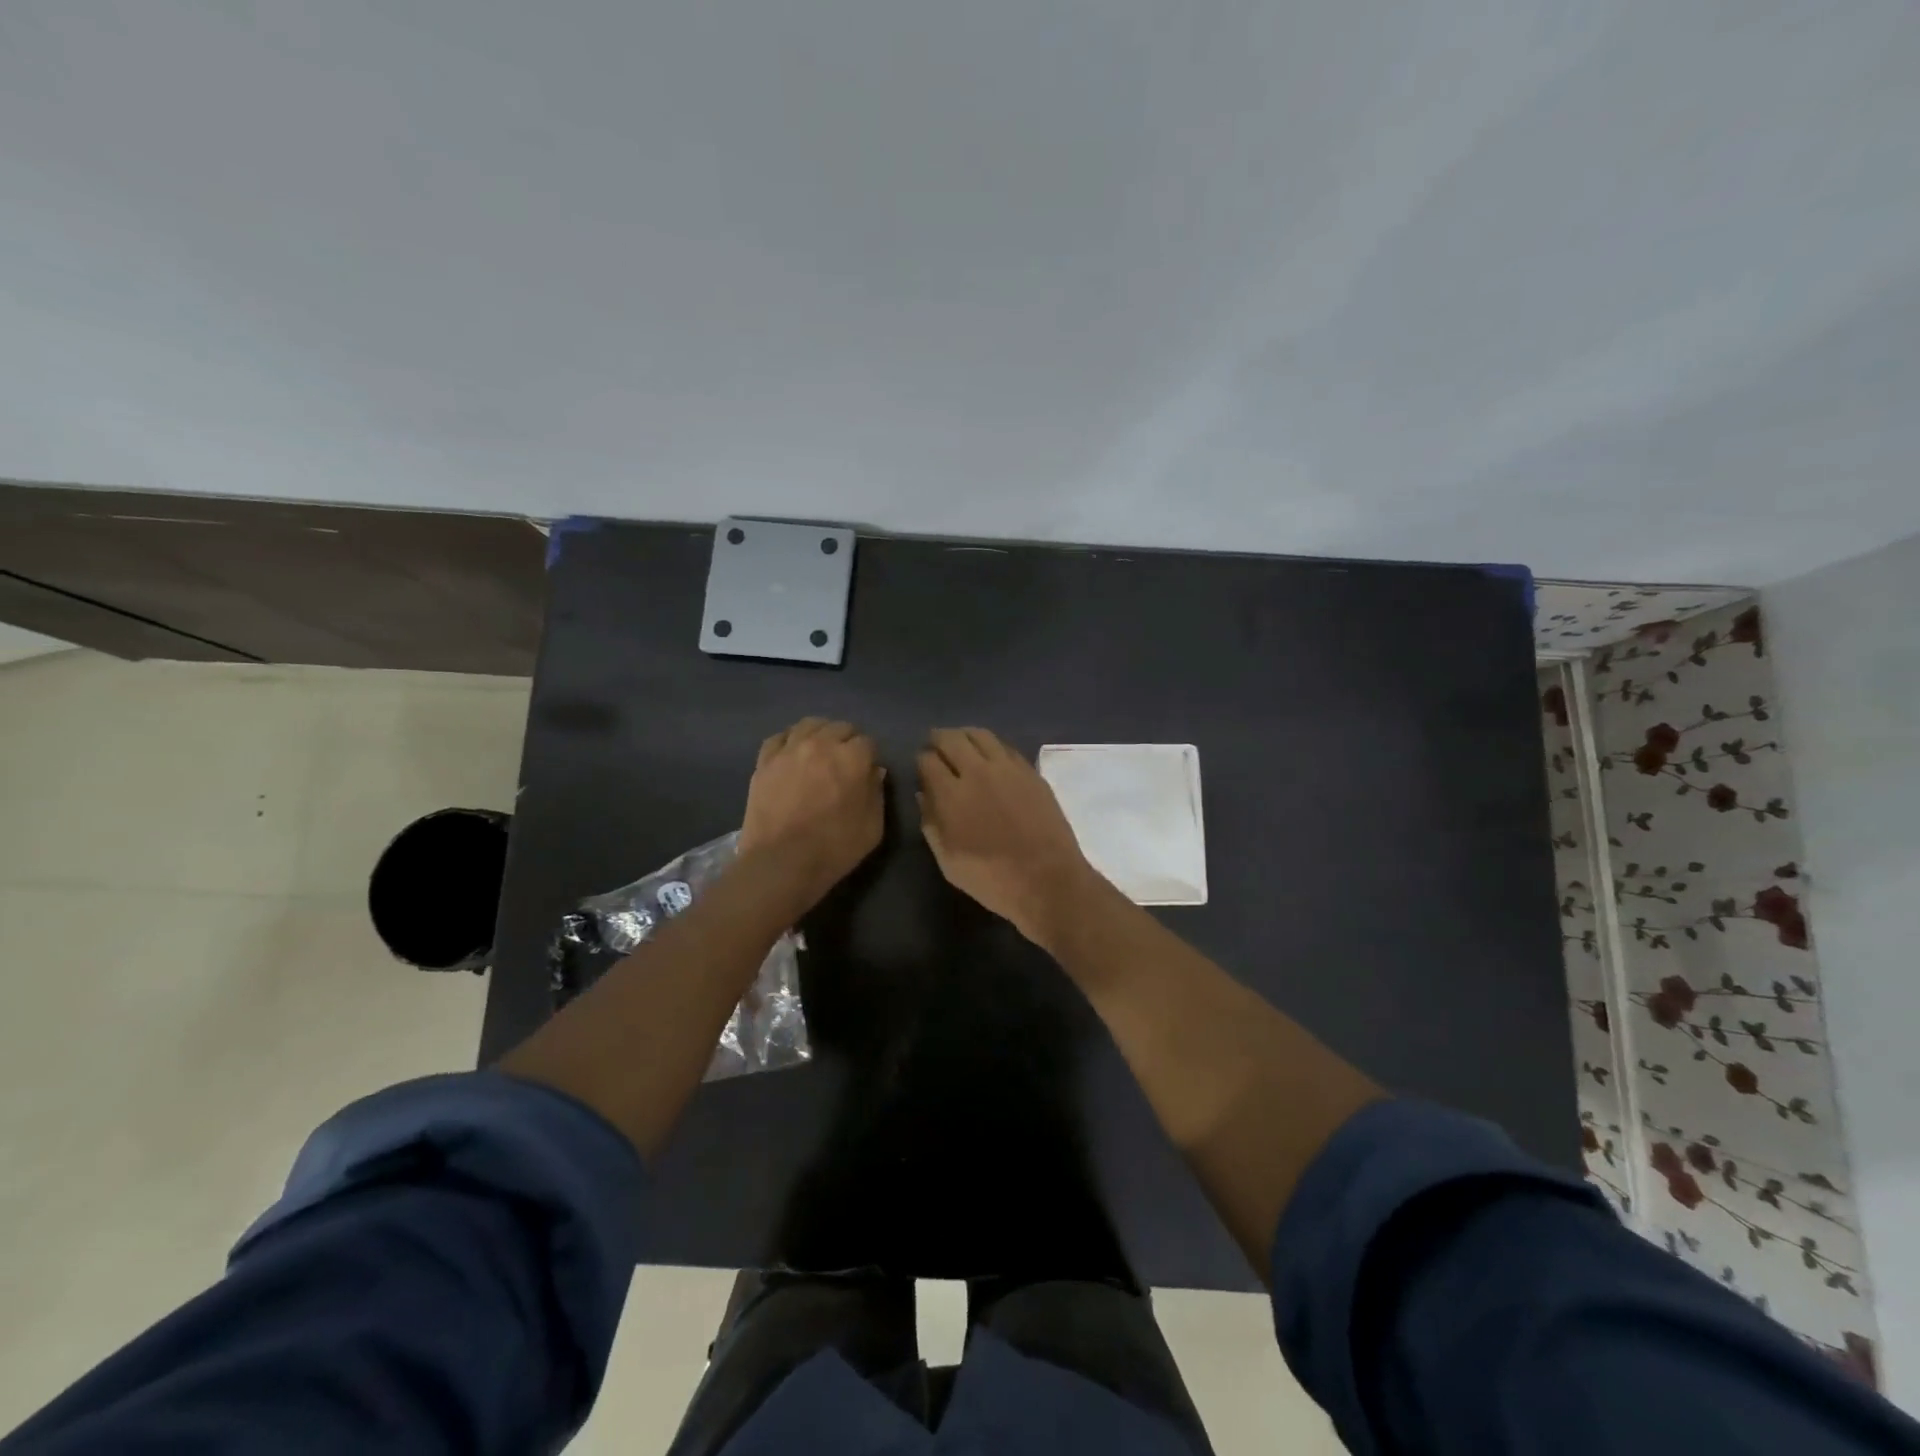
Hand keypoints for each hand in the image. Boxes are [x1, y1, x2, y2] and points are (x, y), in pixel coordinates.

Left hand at [740, 718, 885, 907]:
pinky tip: (792, 755)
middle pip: (839, 727)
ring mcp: (789, 750)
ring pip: (809, 725)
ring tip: (819, 752)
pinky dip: (789, 741)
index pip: (867, 742)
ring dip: (820, 734)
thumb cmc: (835, 848)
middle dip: (847, 741)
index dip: (869, 757)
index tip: (866, 772)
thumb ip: (877, 793)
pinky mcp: (764, 761)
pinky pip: (779, 738)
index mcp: (852, 758)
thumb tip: (874, 772)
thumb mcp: (873, 827)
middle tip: (844, 763)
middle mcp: (821, 744)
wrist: (781, 862)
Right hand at [916, 728, 1101, 946]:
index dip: (920, 761)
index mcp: (952, 794)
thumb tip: (922, 794)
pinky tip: (989, 755)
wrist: (1047, 880)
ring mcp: (1008, 768)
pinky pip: (1005, 746)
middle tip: (935, 745)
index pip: (927, 760)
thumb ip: (930, 823)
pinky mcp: (1031, 772)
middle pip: (952, 739)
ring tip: (960, 743)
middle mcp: (978, 771)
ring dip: (964, 735)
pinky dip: (990, 745)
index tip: (921, 768)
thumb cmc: (991, 879)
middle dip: (938, 739)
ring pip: (980, 735)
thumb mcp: (948, 861)